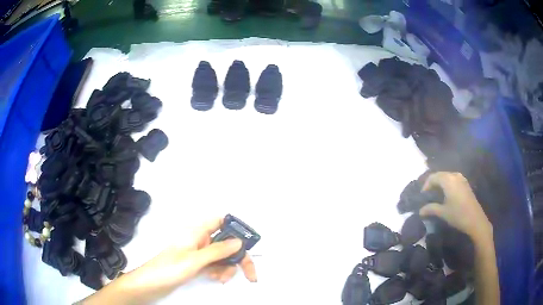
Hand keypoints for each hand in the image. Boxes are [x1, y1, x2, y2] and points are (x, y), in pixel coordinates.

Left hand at [82, 217, 256, 304]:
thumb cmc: (169, 268)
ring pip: (221, 257)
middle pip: (225, 243)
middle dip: (236, 257)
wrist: (150, 284)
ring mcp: (197, 254)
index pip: (220, 221)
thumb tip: (239, 242)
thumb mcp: (195, 260)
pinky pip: (214, 266)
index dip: (235, 227)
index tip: (248, 241)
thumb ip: (218, 251)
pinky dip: (219, 272)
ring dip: (227, 267)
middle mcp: (198, 241)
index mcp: (196, 232)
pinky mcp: (195, 265)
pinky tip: (216, 278)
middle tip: (250, 272)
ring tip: (222, 278)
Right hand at [419, 172, 492, 240]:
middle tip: (427, 195)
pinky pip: (453, 179)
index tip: (422, 196)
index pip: (433, 177)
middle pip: (440, 175)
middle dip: (432, 183)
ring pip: (447, 176)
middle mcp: (455, 175)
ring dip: (440, 183)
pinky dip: (447, 184)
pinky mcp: (465, 184)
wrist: (475, 219)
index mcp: (448, 180)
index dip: (425, 185)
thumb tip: (420, 210)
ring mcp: (461, 179)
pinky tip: (446, 194)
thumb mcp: (442, 212)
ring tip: (435, 194)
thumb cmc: (458, 215)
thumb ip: (430, 209)